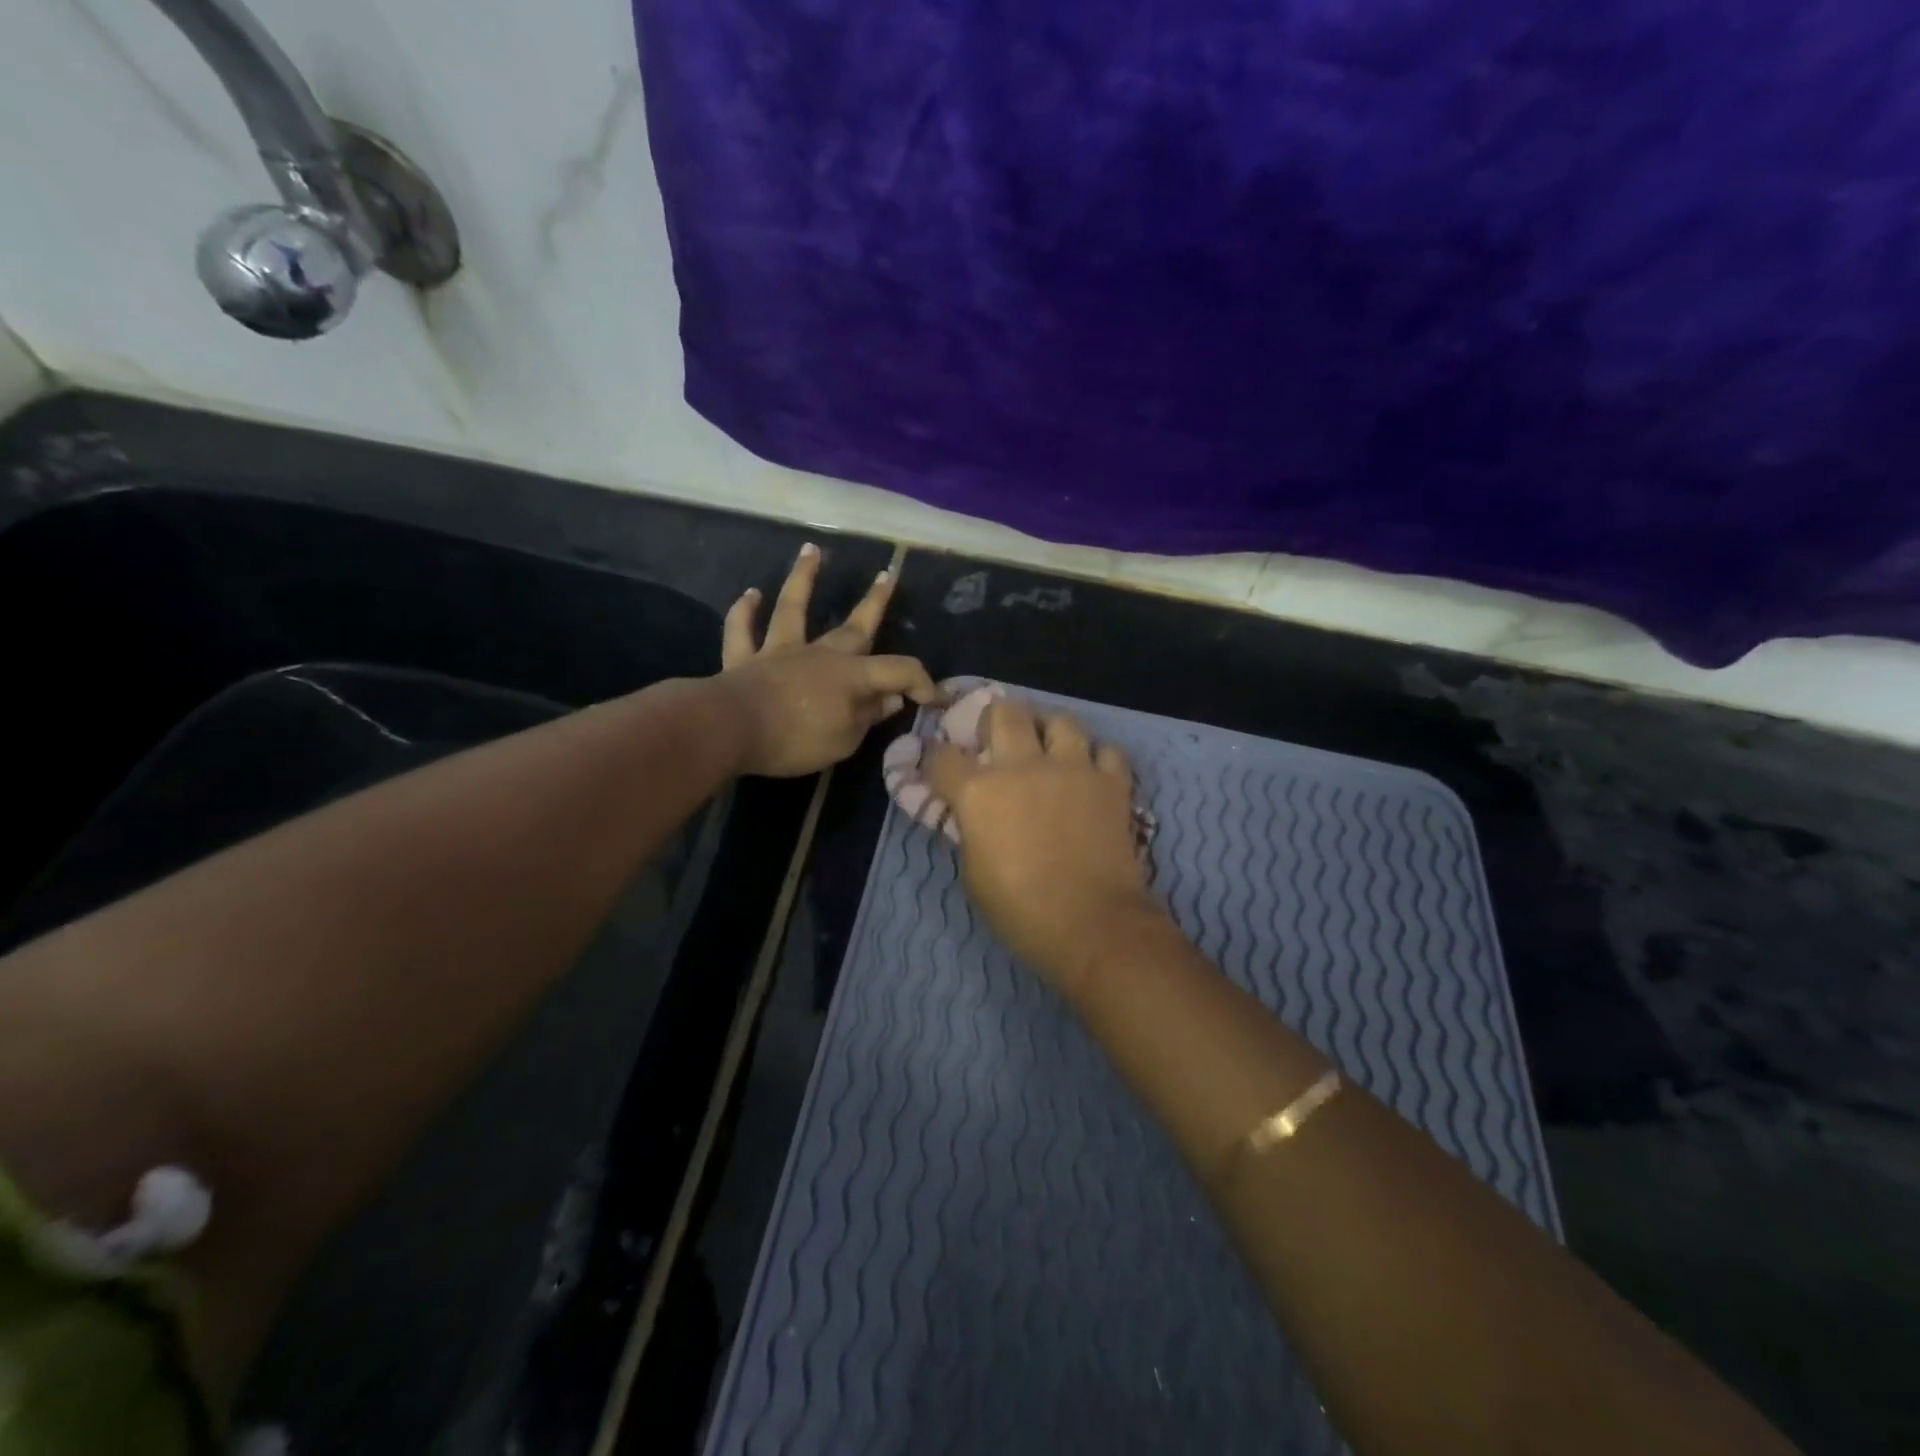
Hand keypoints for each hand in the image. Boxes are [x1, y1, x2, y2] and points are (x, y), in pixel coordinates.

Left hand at [716, 543, 940, 777]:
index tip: (937, 699)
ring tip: (810, 551)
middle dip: (874, 602)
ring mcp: (779, 651)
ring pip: (792, 607)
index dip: (922, 683)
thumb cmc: (796, 738)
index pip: (899, 671)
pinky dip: (744, 611)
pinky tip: (750, 594)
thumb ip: (869, 716)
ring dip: (802, 578)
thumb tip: (891, 699)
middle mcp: (819, 654)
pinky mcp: (743, 659)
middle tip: (886, 576)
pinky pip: (741, 630)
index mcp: (851, 675)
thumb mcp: (845, 739)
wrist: (732, 730)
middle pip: (854, 625)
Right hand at [927, 699, 1168, 998]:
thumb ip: (970, 829)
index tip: (940, 766)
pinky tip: (1090, 772)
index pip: (943, 756)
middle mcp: (1023, 765)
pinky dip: (1096, 757)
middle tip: (998, 739)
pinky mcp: (1111, 782)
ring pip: (1060, 719)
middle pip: (1004, 712)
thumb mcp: (973, 872)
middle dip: (994, 720)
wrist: (1091, 924)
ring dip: (1048, 729)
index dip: (936, 758)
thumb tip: (972, 813)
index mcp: (979, 791)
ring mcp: (1072, 768)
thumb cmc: (1020, 909)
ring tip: (1048, 746)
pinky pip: (1106, 750)